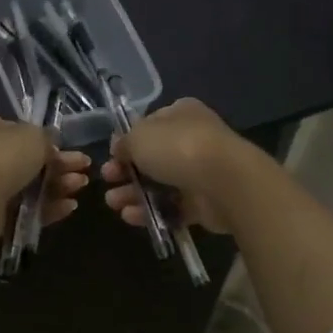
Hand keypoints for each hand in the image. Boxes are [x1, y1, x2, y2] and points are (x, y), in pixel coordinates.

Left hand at [0, 114, 90, 251]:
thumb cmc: (3, 156)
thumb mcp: (34, 136)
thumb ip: (47, 139)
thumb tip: (51, 145)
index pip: (25, 133)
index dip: (50, 142)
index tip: (72, 150)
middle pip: (32, 161)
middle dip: (61, 166)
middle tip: (85, 171)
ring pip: (32, 186)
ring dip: (59, 186)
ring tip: (81, 187)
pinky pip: (27, 210)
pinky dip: (49, 208)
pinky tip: (69, 207)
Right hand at [102, 98, 249, 233]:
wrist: (224, 181)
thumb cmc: (178, 148)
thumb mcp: (139, 136)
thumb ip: (125, 142)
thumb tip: (119, 148)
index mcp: (180, 115)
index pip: (149, 125)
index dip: (128, 140)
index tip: (111, 155)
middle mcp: (192, 140)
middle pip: (152, 157)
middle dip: (126, 171)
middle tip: (108, 180)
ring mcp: (200, 172)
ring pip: (159, 184)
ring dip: (133, 194)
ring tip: (113, 204)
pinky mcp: (204, 202)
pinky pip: (172, 207)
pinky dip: (151, 212)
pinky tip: (130, 217)